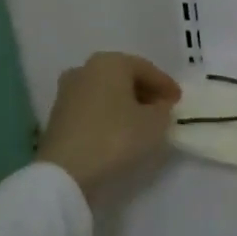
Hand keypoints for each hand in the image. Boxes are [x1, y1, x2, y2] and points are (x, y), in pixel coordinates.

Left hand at [36, 52, 182, 201]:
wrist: (65, 173)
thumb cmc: (116, 137)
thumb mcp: (155, 123)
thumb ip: (163, 109)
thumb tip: (159, 106)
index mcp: (110, 62)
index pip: (147, 69)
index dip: (166, 85)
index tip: (179, 101)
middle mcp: (85, 69)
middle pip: (124, 78)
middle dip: (145, 92)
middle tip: (162, 109)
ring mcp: (67, 92)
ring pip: (107, 93)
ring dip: (126, 104)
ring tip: (142, 123)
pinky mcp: (57, 116)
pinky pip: (93, 108)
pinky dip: (109, 115)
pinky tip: (120, 131)